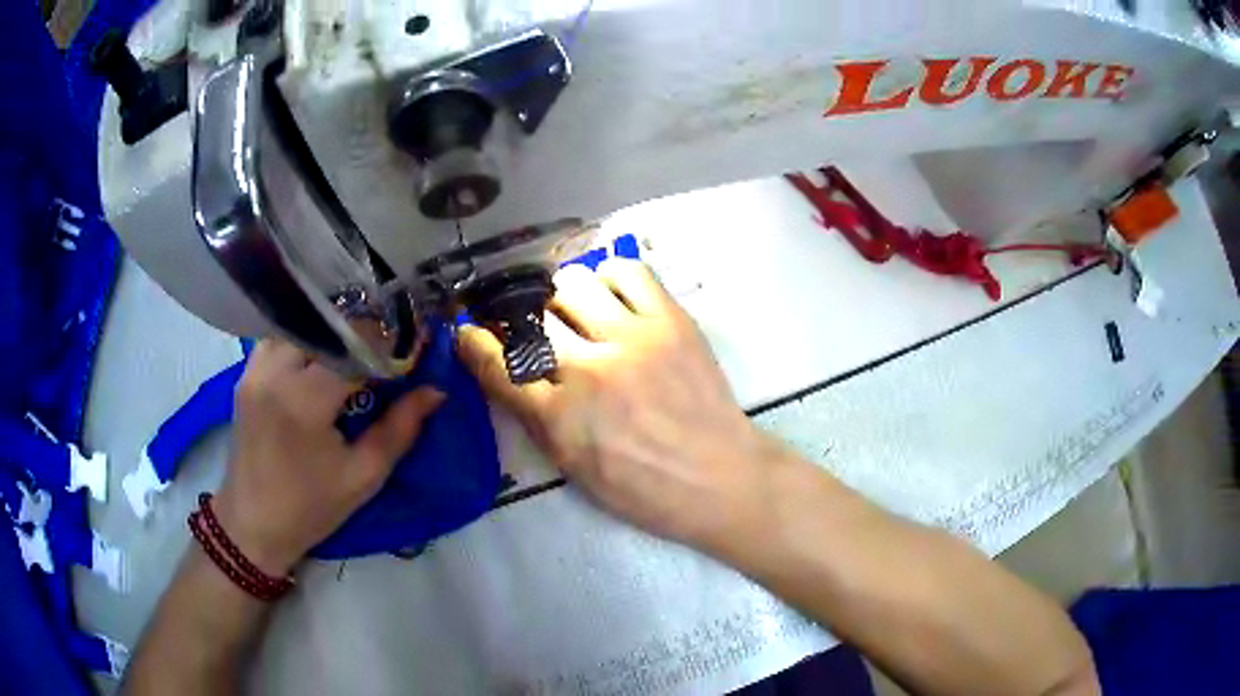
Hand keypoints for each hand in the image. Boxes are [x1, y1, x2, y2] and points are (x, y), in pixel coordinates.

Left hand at [214, 340, 444, 574]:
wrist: (253, 524)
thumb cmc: (311, 507)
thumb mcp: (364, 475)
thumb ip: (401, 428)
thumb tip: (435, 391)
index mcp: (304, 400)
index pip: (354, 345)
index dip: (388, 342)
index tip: (414, 347)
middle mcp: (275, 371)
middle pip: (326, 326)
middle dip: (361, 331)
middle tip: (388, 346)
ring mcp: (255, 368)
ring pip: (300, 324)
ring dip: (331, 331)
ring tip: (356, 348)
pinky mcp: (246, 373)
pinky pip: (280, 338)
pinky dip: (304, 339)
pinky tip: (320, 357)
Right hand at [457, 260, 778, 547]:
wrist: (718, 477)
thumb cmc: (644, 489)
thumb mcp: (574, 469)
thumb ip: (536, 418)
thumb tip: (507, 373)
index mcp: (559, 418)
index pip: (497, 365)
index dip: (474, 343)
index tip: (467, 331)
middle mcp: (588, 369)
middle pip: (532, 317)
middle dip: (525, 321)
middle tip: (539, 330)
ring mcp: (632, 338)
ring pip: (573, 283)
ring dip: (565, 296)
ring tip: (578, 312)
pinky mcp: (670, 320)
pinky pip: (627, 270)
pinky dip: (610, 277)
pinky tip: (614, 298)